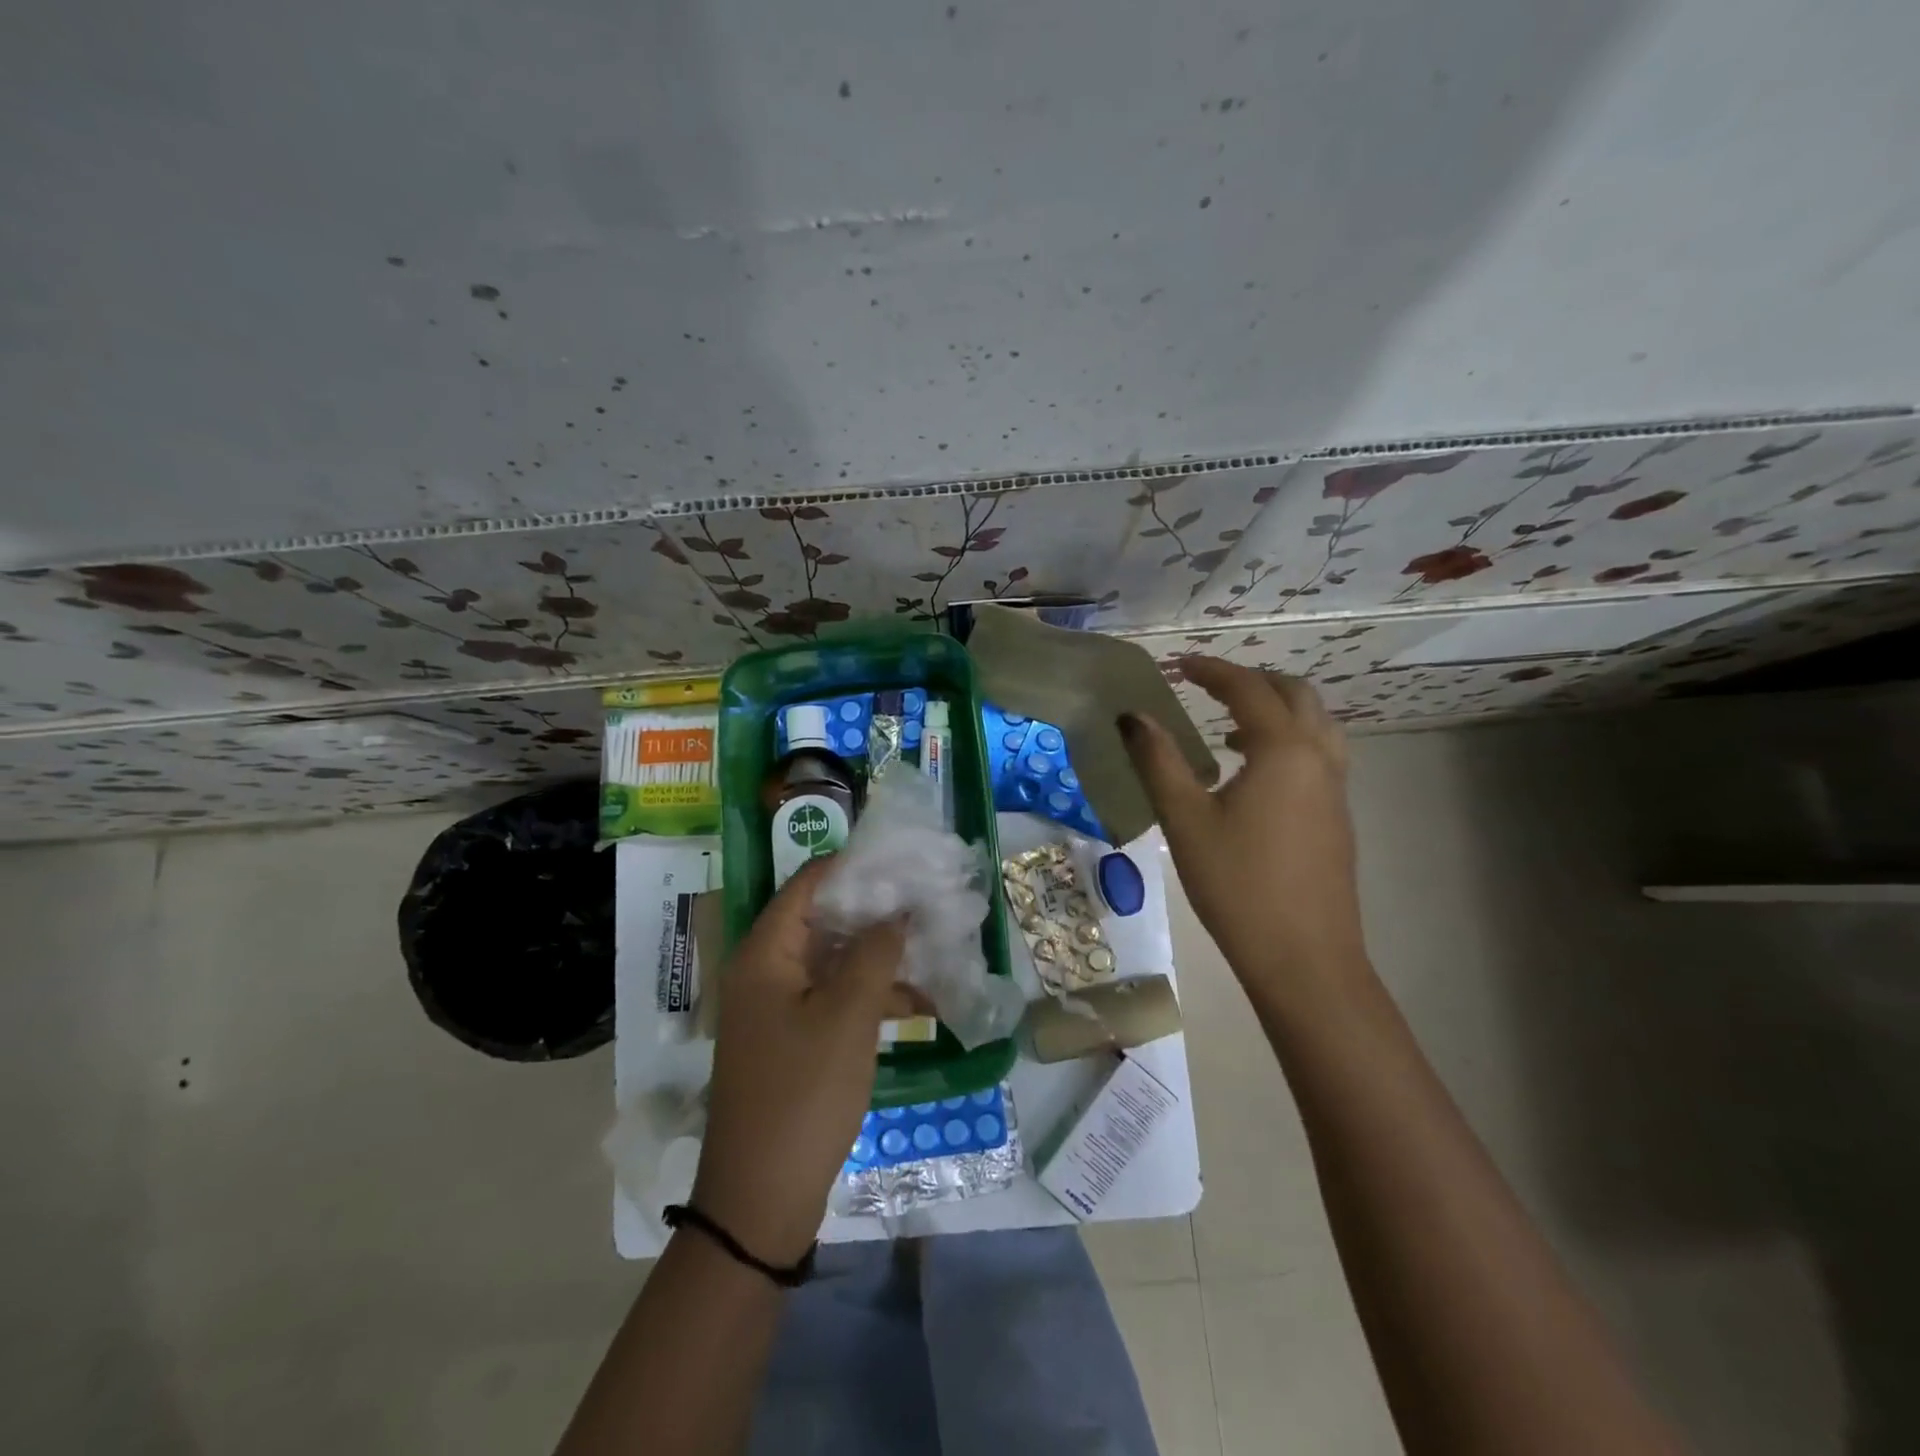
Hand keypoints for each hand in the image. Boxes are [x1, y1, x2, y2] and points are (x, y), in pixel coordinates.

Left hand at [692, 857, 903, 1264]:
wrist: (761, 1199)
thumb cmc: (803, 1095)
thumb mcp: (847, 1017)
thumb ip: (875, 954)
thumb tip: (899, 911)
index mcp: (765, 953)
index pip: (809, 883)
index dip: (856, 866)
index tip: (905, 862)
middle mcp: (766, 970)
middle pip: (824, 919)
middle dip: (877, 911)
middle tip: (928, 900)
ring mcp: (779, 1006)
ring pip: (835, 960)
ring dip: (881, 955)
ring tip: (935, 946)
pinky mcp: (795, 1037)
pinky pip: (835, 997)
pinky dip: (872, 995)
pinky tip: (921, 1003)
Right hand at [1120, 658, 1366, 994]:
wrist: (1304, 958)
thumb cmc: (1237, 884)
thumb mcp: (1185, 819)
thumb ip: (1159, 761)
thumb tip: (1133, 717)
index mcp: (1284, 750)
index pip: (1247, 689)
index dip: (1211, 670)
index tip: (1179, 665)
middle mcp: (1319, 757)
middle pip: (1295, 694)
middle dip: (1252, 681)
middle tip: (1208, 687)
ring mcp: (1336, 789)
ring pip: (1316, 724)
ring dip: (1276, 710)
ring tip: (1230, 728)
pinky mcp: (1338, 817)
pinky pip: (1319, 754)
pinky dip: (1290, 740)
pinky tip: (1254, 776)